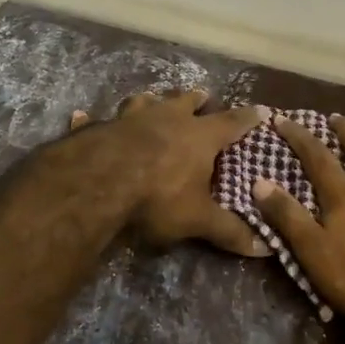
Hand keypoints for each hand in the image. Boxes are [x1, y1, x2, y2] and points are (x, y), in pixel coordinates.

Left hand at [67, 90, 270, 256]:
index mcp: (198, 136)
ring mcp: (131, 119)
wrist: (99, 182)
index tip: (262, 109)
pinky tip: (80, 116)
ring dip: (151, 100)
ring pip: (144, 101)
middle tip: (204, 95)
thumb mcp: (198, 219)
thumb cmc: (158, 196)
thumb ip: (229, 231)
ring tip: (152, 98)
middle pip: (186, 101)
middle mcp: (167, 118)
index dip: (248, 118)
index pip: (232, 123)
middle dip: (197, 99)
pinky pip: (94, 120)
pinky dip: (89, 119)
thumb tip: (265, 248)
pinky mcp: (99, 128)